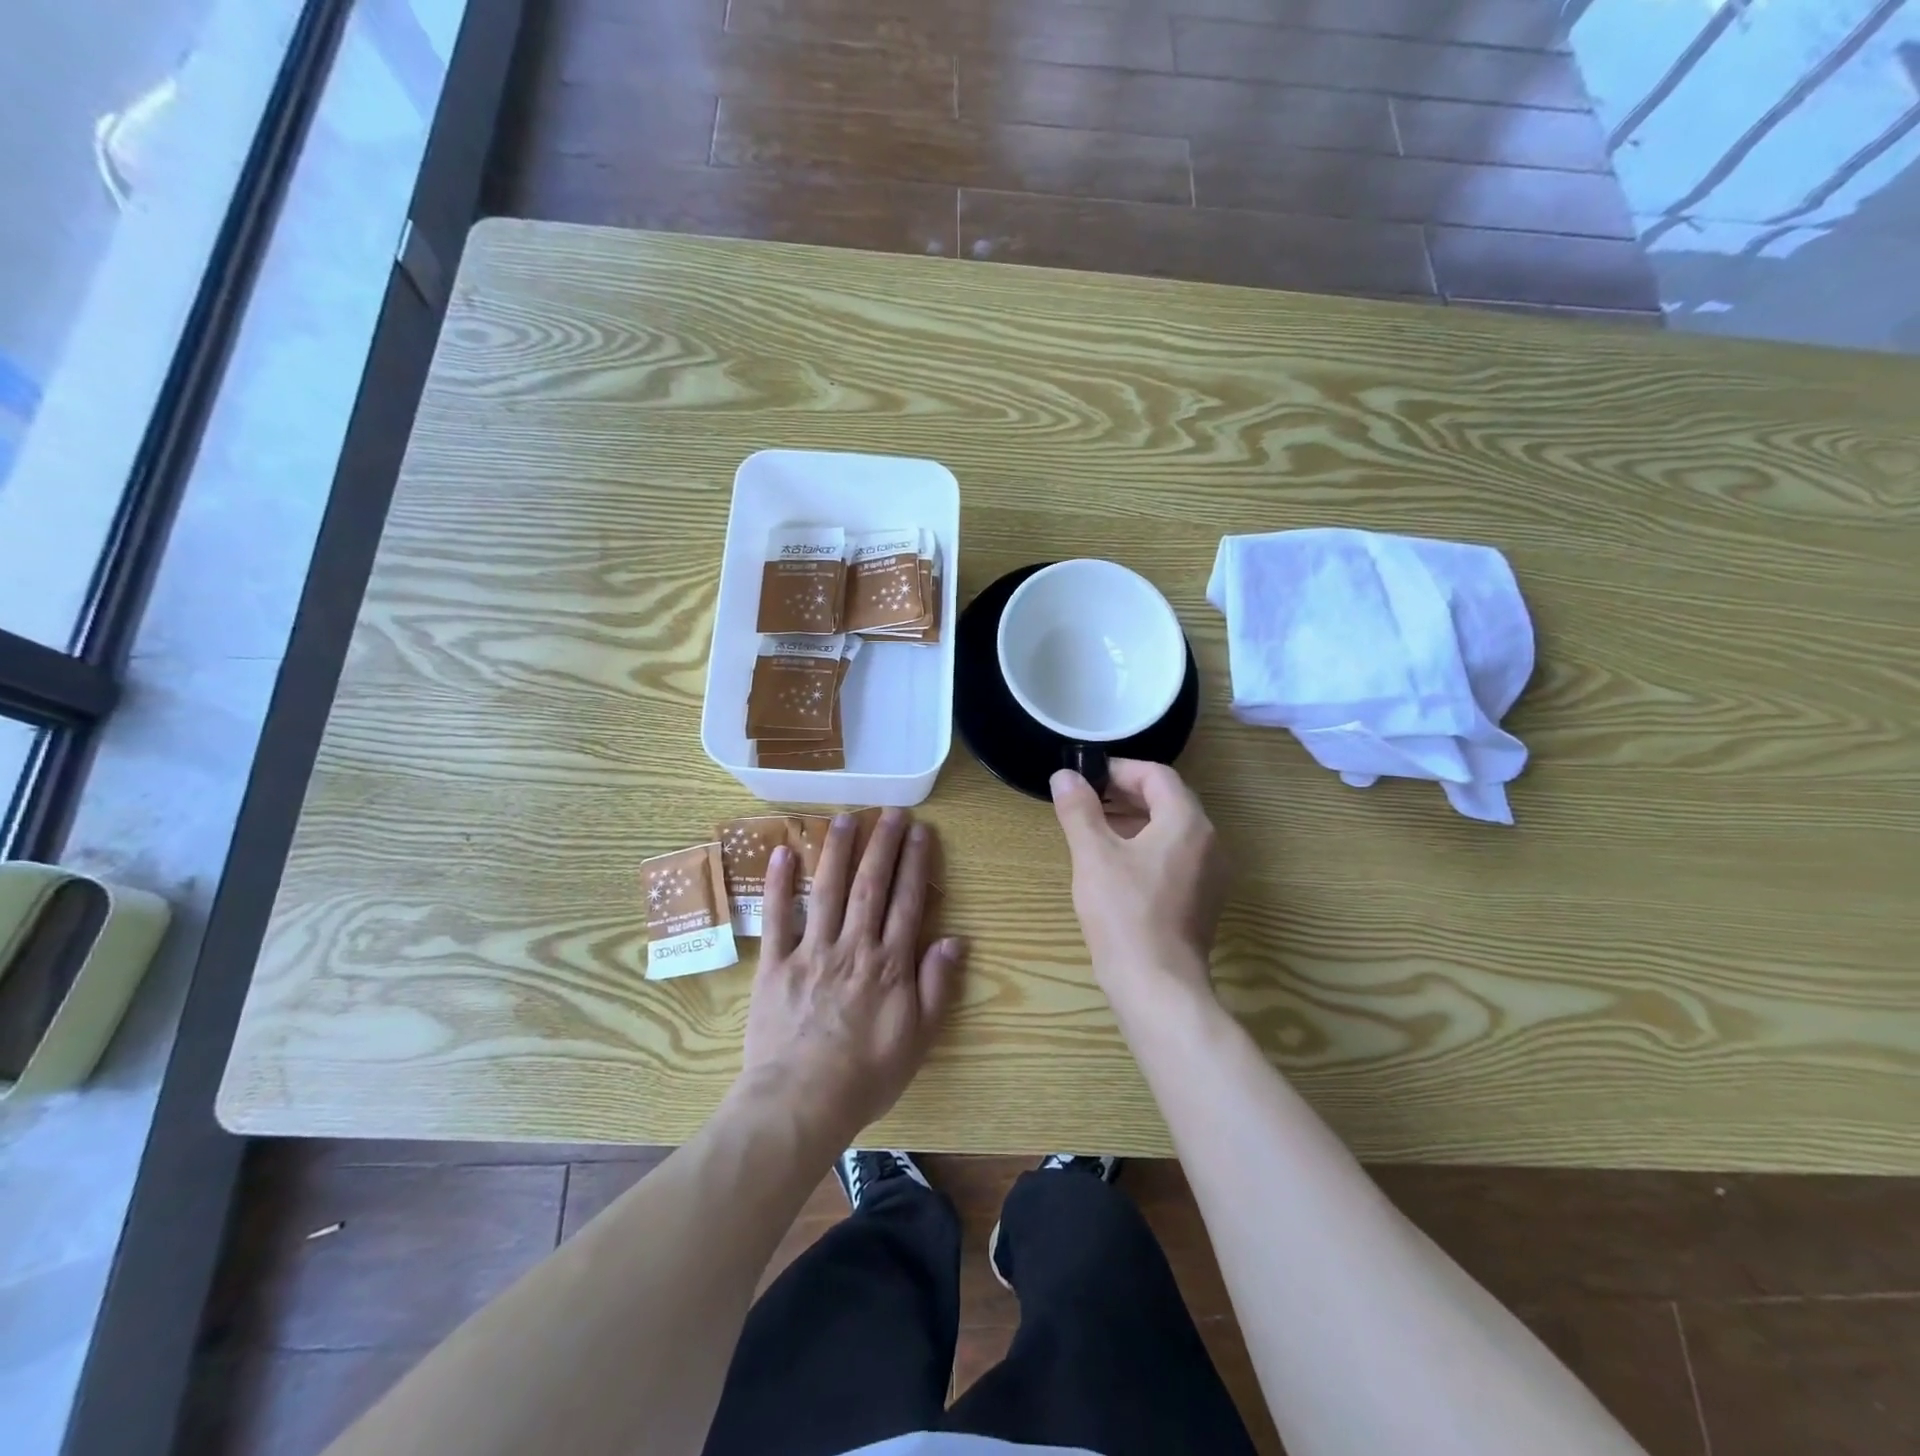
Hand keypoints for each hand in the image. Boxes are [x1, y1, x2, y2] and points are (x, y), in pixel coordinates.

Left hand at [740, 809, 965, 1143]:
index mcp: (890, 964)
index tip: (921, 831)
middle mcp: (853, 947)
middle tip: (891, 812)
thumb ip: (937, 987)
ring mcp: (811, 952)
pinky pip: (777, 918)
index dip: (915, 863)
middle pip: (870, 886)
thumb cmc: (865, 1076)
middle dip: (882, 845)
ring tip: (846, 818)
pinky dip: (779, 883)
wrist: (801, 1104)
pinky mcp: (775, 965)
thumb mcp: (918, 1039)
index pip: (907, 902)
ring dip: (837, 851)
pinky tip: (783, 852)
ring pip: (827, 890)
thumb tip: (956, 941)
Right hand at [1051, 760, 1228, 1004]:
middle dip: (1126, 794)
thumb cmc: (1125, 914)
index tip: (1086, 777)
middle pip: (1169, 800)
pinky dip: (1148, 846)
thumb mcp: (1094, 855)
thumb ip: (1078, 810)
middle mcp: (1209, 841)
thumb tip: (1064, 775)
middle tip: (1087, 799)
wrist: (1158, 986)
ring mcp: (1211, 873)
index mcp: (1187, 823)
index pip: (1157, 776)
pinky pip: (1177, 856)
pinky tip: (1117, 864)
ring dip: (1135, 820)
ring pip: (1173, 829)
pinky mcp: (1203, 899)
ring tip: (1095, 828)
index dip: (1119, 770)